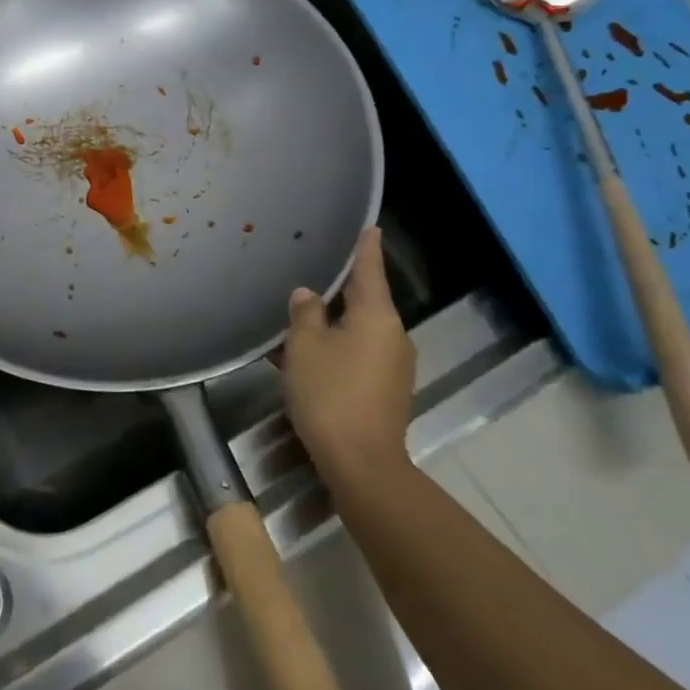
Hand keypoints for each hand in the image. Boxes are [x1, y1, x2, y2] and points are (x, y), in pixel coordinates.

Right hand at [282, 227, 415, 489]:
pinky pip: (356, 356)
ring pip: (356, 332)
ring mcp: (392, 366)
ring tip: (296, 319)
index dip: (366, 248)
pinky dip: (333, 350)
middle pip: (363, 302)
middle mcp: (393, 336)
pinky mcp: (385, 391)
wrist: (361, 462)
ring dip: (330, 325)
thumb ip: (305, 312)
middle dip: (337, 291)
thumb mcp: (305, 345)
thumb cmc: (330, 393)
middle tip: (311, 273)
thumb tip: (308, 294)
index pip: (369, 270)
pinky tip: (304, 357)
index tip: (370, 226)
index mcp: (377, 317)